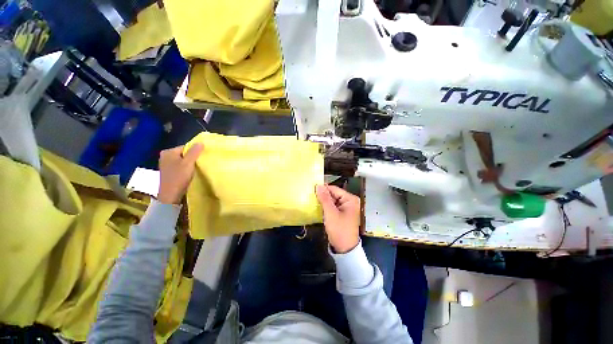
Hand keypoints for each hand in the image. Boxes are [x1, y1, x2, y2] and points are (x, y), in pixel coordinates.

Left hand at [157, 144, 203, 204]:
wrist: (170, 195)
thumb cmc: (179, 177)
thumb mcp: (188, 163)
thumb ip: (194, 152)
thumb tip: (201, 142)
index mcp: (168, 152)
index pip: (185, 147)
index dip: (195, 151)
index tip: (202, 157)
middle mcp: (165, 156)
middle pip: (184, 154)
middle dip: (192, 158)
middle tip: (201, 163)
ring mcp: (166, 165)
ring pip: (182, 161)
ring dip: (189, 164)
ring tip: (196, 168)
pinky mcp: (168, 172)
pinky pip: (180, 166)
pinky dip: (185, 169)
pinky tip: (190, 173)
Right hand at [316, 184, 360, 253]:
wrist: (345, 248)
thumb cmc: (339, 229)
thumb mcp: (330, 213)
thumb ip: (324, 198)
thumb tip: (318, 185)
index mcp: (350, 199)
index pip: (334, 189)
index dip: (323, 189)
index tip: (311, 189)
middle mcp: (350, 201)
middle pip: (333, 194)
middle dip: (323, 196)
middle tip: (310, 196)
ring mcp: (346, 208)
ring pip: (332, 200)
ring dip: (324, 202)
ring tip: (312, 201)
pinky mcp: (342, 214)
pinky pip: (333, 206)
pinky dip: (326, 207)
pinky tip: (318, 208)